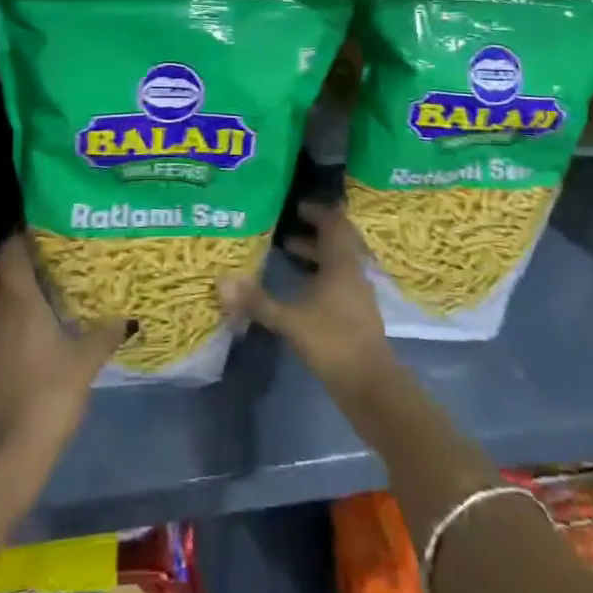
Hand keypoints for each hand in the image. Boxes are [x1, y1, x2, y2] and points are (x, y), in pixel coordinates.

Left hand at [0, 234, 127, 471]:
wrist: (8, 453)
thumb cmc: (49, 394)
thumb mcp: (86, 361)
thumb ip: (106, 334)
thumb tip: (129, 318)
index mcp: (19, 300)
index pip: (9, 252)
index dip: (19, 236)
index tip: (39, 226)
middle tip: (28, 251)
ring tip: (28, 281)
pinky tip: (23, 321)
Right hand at [219, 200, 395, 399]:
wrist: (371, 386)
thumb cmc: (333, 342)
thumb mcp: (291, 321)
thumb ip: (258, 301)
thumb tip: (222, 281)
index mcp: (341, 262)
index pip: (333, 222)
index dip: (316, 211)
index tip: (294, 205)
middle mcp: (353, 270)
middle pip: (337, 238)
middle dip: (314, 229)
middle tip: (287, 223)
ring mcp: (357, 293)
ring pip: (337, 260)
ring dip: (315, 252)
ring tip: (286, 249)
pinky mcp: (356, 313)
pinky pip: (338, 279)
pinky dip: (320, 274)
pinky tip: (300, 287)